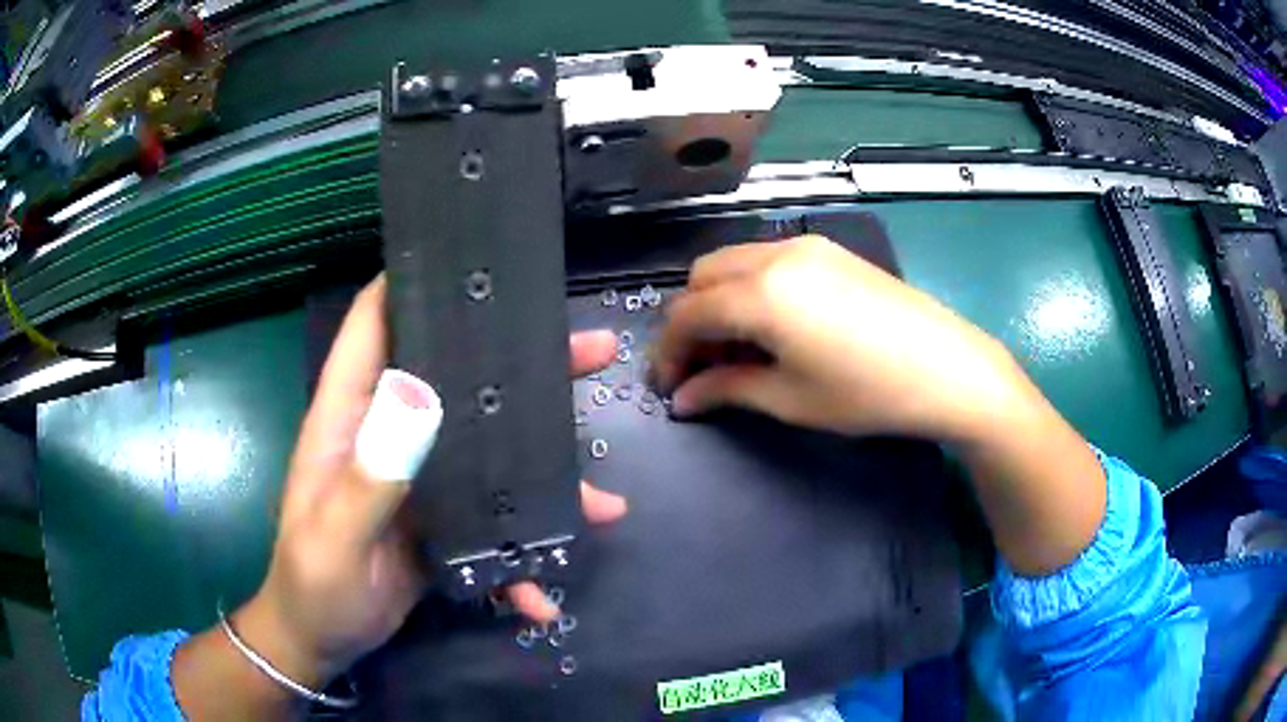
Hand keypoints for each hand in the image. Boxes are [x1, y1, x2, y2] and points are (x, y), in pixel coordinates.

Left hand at [234, 276, 626, 687]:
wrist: (321, 640)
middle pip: (455, 376)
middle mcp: (388, 434)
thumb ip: (369, 480)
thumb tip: (421, 405)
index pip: (374, 323)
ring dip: (544, 464)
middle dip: (521, 364)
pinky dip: (520, 551)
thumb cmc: (313, 585)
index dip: (413, 280)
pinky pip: (490, 518)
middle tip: (590, 352)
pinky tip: (544, 592)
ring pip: (488, 447)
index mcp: (350, 417)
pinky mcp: (440, 521)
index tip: (474, 258)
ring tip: (604, 497)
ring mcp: (420, 478)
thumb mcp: (334, 539)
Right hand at [653, 236, 1107, 576]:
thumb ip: (726, 390)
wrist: (949, 367)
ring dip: (719, 302)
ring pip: (733, 263)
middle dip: (689, 322)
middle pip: (702, 278)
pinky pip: (767, 260)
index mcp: (759, 293)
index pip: (686, 315)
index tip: (669, 387)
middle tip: (703, 368)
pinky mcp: (830, 251)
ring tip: (737, 349)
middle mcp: (773, 255)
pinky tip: (773, 326)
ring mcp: (805, 246)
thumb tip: (683, 399)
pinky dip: (750, 288)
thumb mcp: (790, 400)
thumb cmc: (867, 393)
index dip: (667, 353)